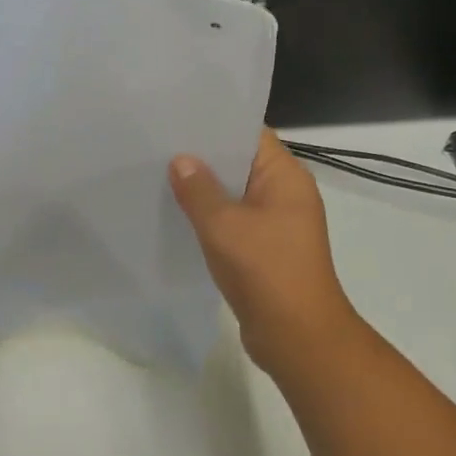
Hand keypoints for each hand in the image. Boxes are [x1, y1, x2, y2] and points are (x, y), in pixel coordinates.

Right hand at [170, 130, 362, 377]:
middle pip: (241, 164)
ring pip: (235, 197)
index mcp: (286, 177)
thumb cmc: (265, 270)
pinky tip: (177, 219)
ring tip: (159, 178)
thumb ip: (199, 190)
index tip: (178, 119)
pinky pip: (234, 224)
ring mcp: (277, 225)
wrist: (297, 336)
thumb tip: (181, 161)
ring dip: (204, 192)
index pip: (250, 134)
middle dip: (203, 158)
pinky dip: (210, 220)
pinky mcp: (266, 251)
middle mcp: (286, 195)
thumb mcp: (224, 225)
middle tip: (158, 148)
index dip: (216, 124)